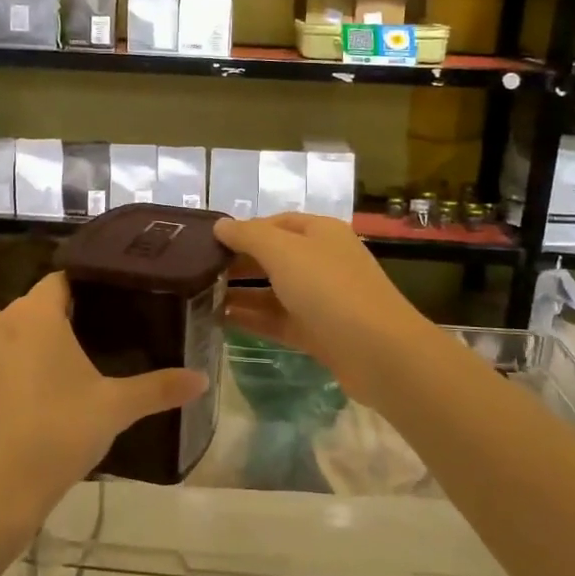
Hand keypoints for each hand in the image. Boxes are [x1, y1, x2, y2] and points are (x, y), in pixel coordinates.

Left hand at [0, 272, 206, 539]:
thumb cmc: (57, 436)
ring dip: (22, 344)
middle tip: (89, 349)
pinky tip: (20, 403)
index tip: (106, 310)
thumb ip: (159, 389)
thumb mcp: (114, 409)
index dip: (84, 292)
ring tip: (53, 375)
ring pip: (1, 332)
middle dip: (56, 322)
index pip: (61, 281)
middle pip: (31, 308)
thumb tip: (203, 379)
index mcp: (35, 314)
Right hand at [214, 214, 430, 409]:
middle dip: (237, 263)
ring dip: (240, 294)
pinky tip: (220, 322)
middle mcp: (322, 261)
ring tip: (200, 298)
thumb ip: (248, 236)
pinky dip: (252, 320)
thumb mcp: (283, 252)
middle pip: (273, 257)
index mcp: (320, 233)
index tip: (206, 243)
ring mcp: (321, 300)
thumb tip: (220, 226)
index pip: (275, 223)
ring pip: (273, 291)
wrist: (378, 352)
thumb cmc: (329, 289)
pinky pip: (278, 321)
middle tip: (196, 273)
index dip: (242, 230)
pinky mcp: (318, 333)